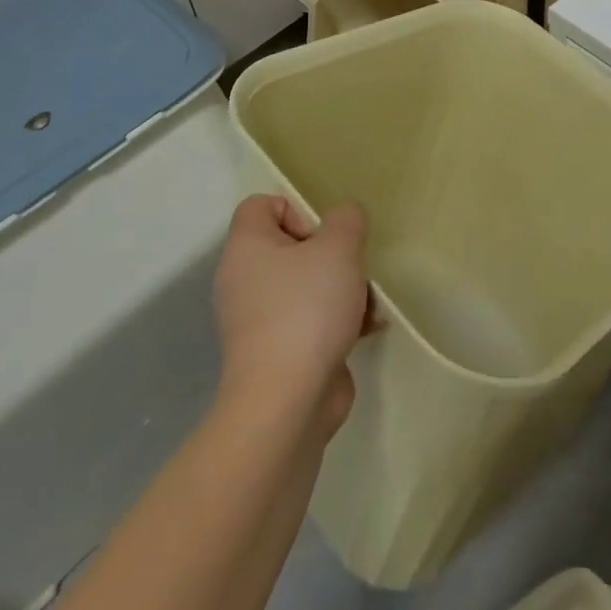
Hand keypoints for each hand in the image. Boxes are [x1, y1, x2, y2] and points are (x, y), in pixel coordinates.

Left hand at [213, 196, 372, 436]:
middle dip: (332, 256)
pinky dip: (337, 322)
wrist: (286, 403)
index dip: (297, 210)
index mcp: (246, 248)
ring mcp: (258, 321)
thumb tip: (344, 220)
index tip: (323, 237)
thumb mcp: (339, 247)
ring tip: (367, 305)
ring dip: (343, 289)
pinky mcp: (277, 354)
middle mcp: (243, 281)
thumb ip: (347, 220)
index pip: (262, 205)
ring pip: (306, 285)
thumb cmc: (306, 310)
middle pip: (292, 247)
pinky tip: (367, 330)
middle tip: (350, 270)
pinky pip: (310, 321)